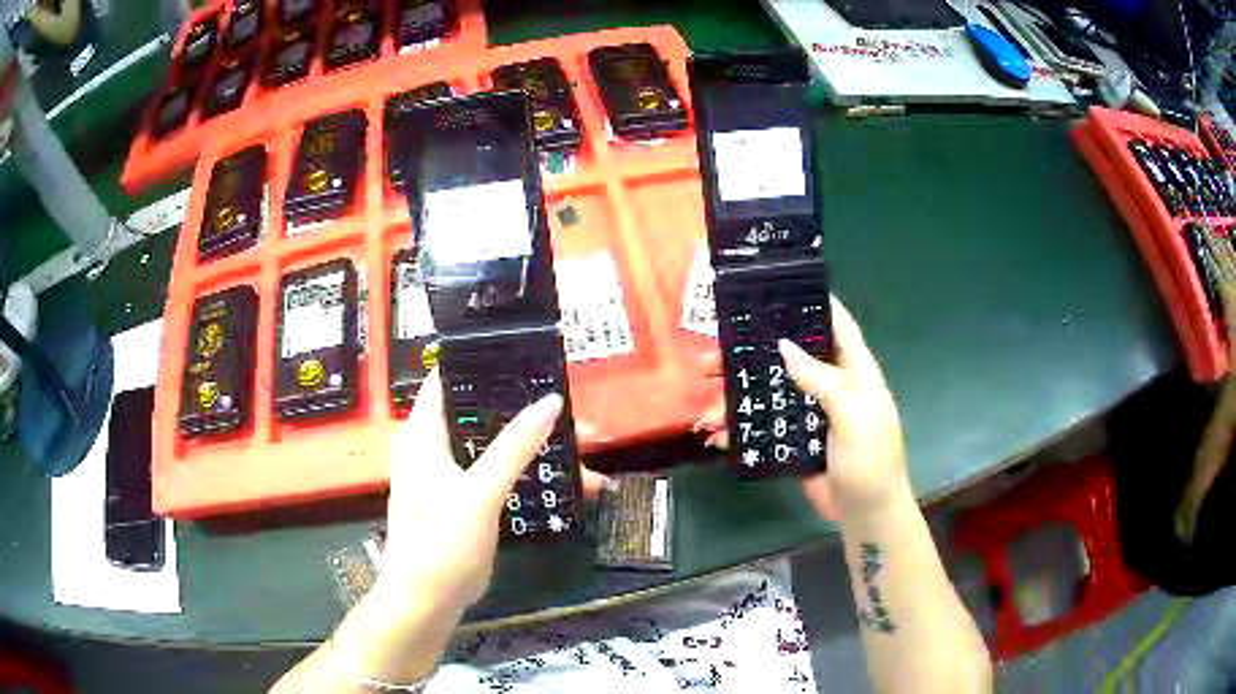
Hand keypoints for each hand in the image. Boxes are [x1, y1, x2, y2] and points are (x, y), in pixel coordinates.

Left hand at [377, 370, 563, 613]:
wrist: (427, 600)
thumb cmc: (442, 542)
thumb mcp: (481, 492)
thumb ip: (515, 446)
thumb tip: (550, 401)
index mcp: (424, 433)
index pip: (449, 379)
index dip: (485, 364)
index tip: (530, 360)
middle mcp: (434, 447)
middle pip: (484, 416)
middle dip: (530, 417)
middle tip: (577, 419)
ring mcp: (450, 475)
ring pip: (498, 449)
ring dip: (538, 452)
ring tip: (587, 460)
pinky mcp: (465, 501)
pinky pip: (501, 476)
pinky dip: (530, 477)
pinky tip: (569, 489)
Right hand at [692, 297, 909, 520]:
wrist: (867, 514)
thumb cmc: (870, 460)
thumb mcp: (853, 415)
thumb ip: (823, 380)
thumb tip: (785, 346)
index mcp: (854, 371)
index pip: (836, 325)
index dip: (812, 303)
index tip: (776, 288)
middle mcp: (830, 386)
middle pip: (789, 358)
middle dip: (751, 353)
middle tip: (712, 355)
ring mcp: (809, 415)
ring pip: (769, 393)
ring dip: (736, 396)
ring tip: (703, 406)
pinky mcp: (794, 441)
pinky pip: (763, 428)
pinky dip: (739, 431)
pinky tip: (716, 437)